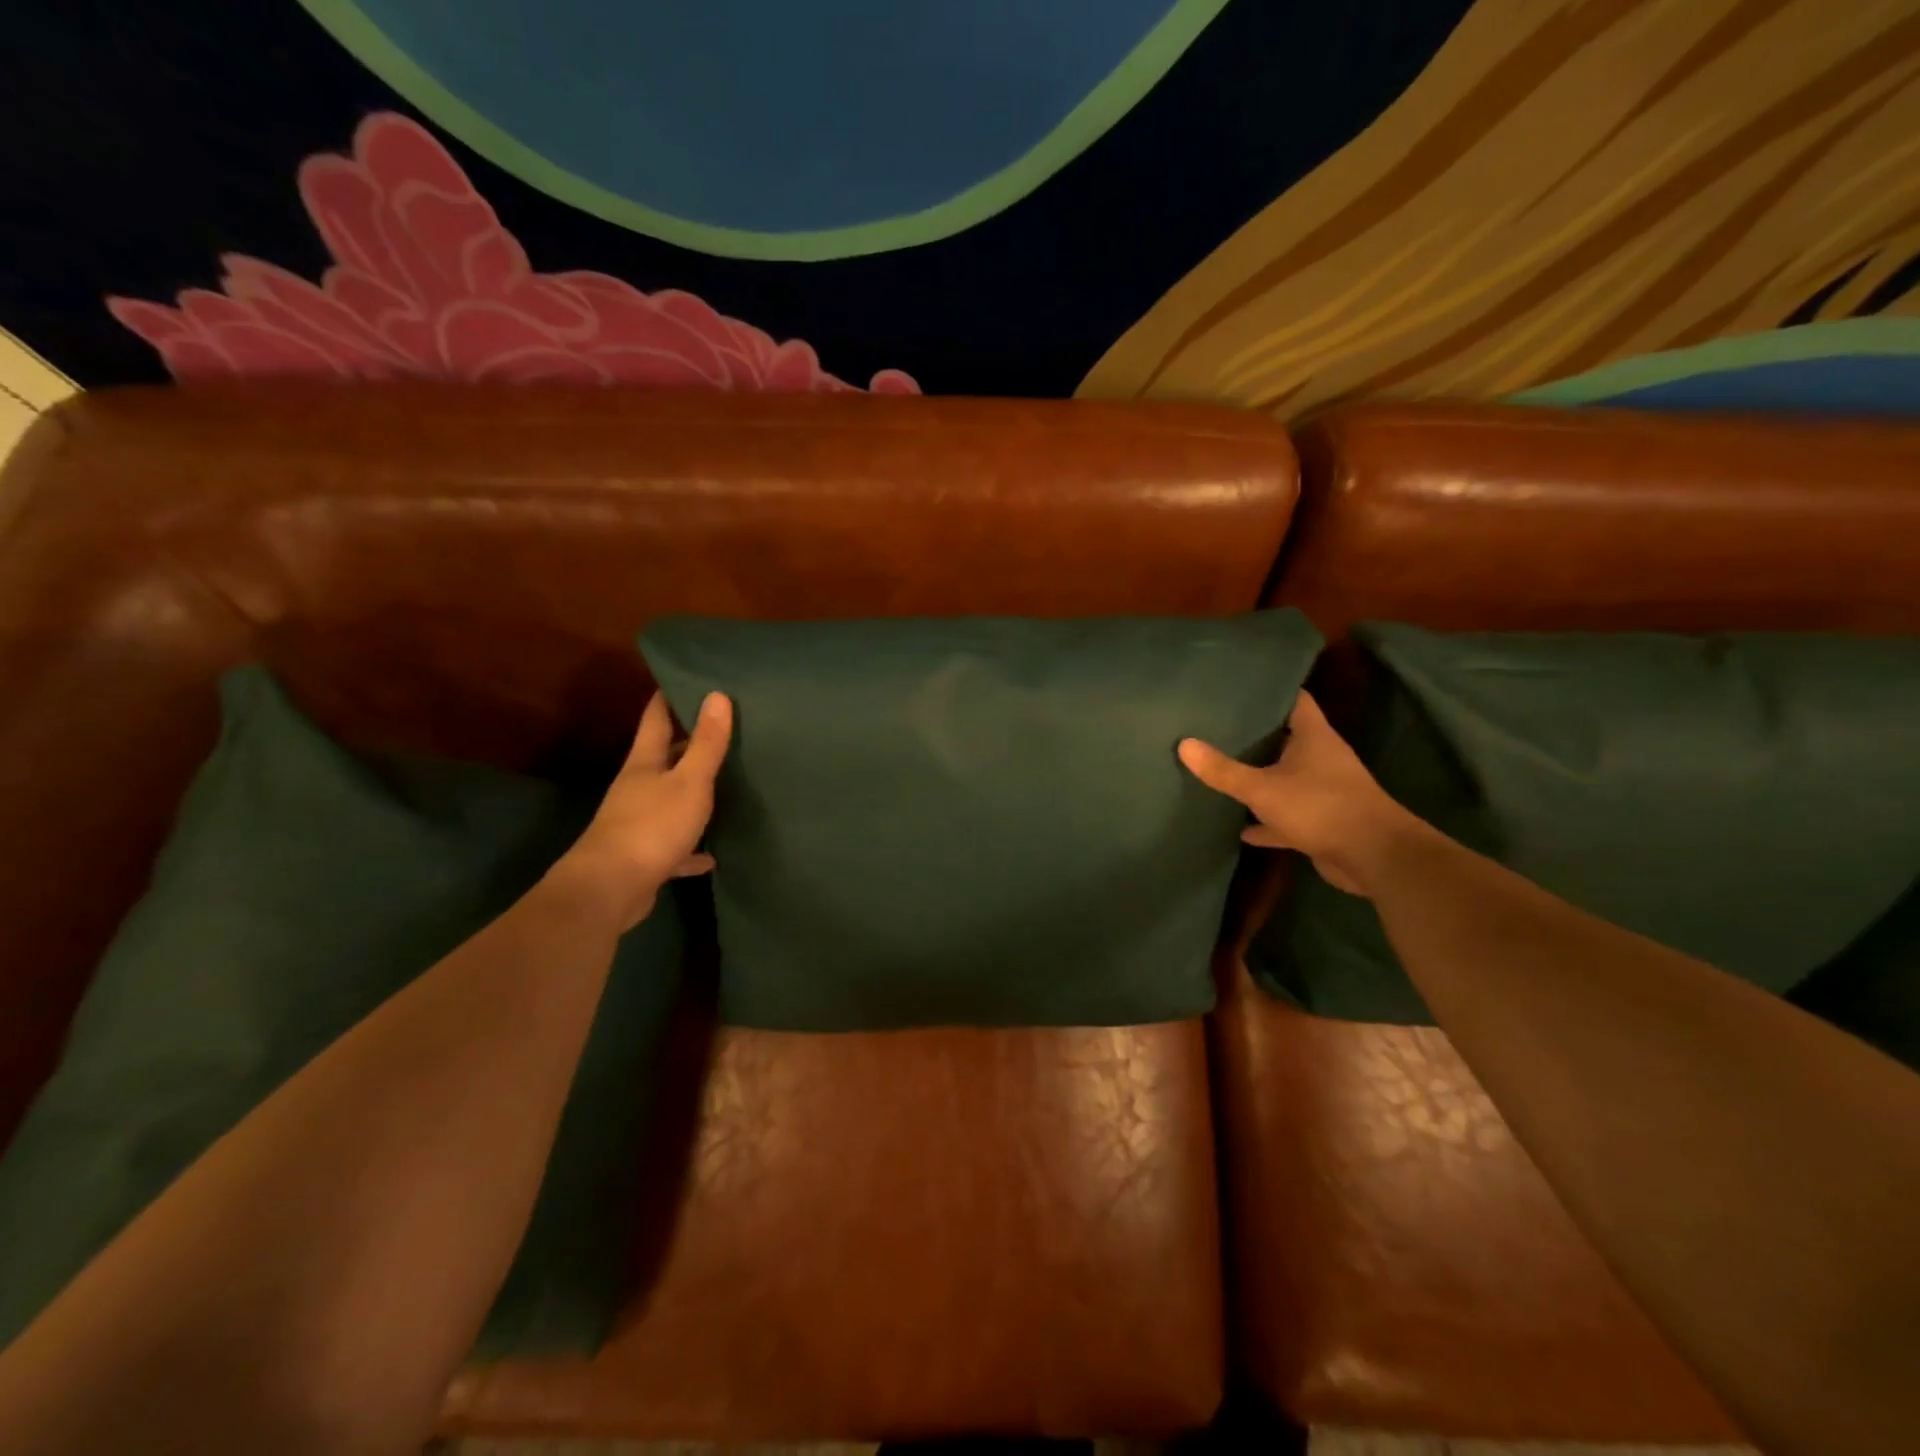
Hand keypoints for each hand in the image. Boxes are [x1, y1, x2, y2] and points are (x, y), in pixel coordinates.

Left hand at [561, 690, 732, 927]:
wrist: (610, 889)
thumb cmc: (652, 826)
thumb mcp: (689, 781)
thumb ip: (706, 744)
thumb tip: (717, 695)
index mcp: (645, 763)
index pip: (656, 718)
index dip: (669, 697)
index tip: (687, 678)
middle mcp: (638, 787)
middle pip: (664, 757)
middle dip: (688, 743)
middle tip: (723, 728)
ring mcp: (639, 822)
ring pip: (670, 799)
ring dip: (692, 794)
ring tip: (724, 784)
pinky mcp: (645, 856)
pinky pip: (676, 845)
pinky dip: (692, 847)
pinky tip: (712, 854)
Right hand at [1178, 691, 1418, 896]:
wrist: (1373, 857)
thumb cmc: (1320, 807)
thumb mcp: (1263, 788)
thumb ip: (1223, 770)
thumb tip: (1184, 744)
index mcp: (1313, 737)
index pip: (1294, 700)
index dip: (1269, 690)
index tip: (1238, 687)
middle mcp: (1320, 758)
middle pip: (1285, 738)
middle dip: (1254, 735)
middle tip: (1216, 726)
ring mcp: (1321, 791)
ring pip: (1283, 778)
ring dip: (1259, 778)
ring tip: (1221, 770)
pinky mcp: (1320, 822)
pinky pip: (1284, 815)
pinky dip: (1265, 820)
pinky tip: (1239, 827)